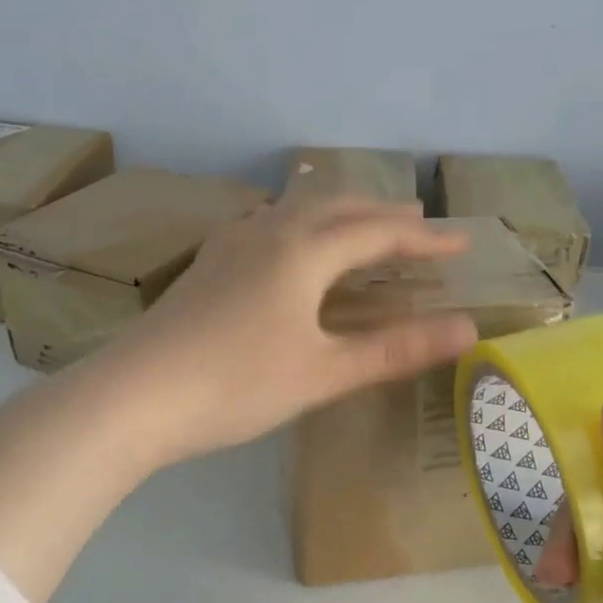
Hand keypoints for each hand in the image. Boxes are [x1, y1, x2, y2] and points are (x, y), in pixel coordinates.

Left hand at [96, 196, 478, 464]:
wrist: (133, 396)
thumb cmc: (237, 385)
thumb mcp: (324, 373)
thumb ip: (395, 350)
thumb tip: (468, 330)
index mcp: (302, 252)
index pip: (377, 233)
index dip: (423, 238)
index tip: (462, 243)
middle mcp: (267, 233)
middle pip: (336, 206)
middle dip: (383, 213)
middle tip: (419, 222)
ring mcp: (230, 245)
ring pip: (297, 209)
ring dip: (339, 212)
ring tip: (363, 224)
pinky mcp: (207, 265)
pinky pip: (268, 224)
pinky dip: (301, 224)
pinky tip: (291, 243)